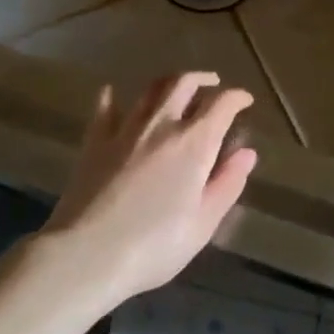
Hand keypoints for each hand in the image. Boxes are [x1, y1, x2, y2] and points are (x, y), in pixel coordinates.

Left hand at [36, 72, 258, 307]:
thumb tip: (247, 153)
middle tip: (213, 84)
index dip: (237, 98)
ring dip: (168, 82)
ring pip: (150, 90)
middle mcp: (161, 125)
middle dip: (203, 79)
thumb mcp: (203, 223)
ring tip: (177, 88)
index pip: (221, 105)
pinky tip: (113, 93)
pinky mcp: (94, 142)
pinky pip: (105, 108)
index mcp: (194, 143)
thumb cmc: (154, 245)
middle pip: (183, 84)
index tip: (245, 101)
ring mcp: (124, 130)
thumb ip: (227, 183)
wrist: (86, 254)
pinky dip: (113, 96)